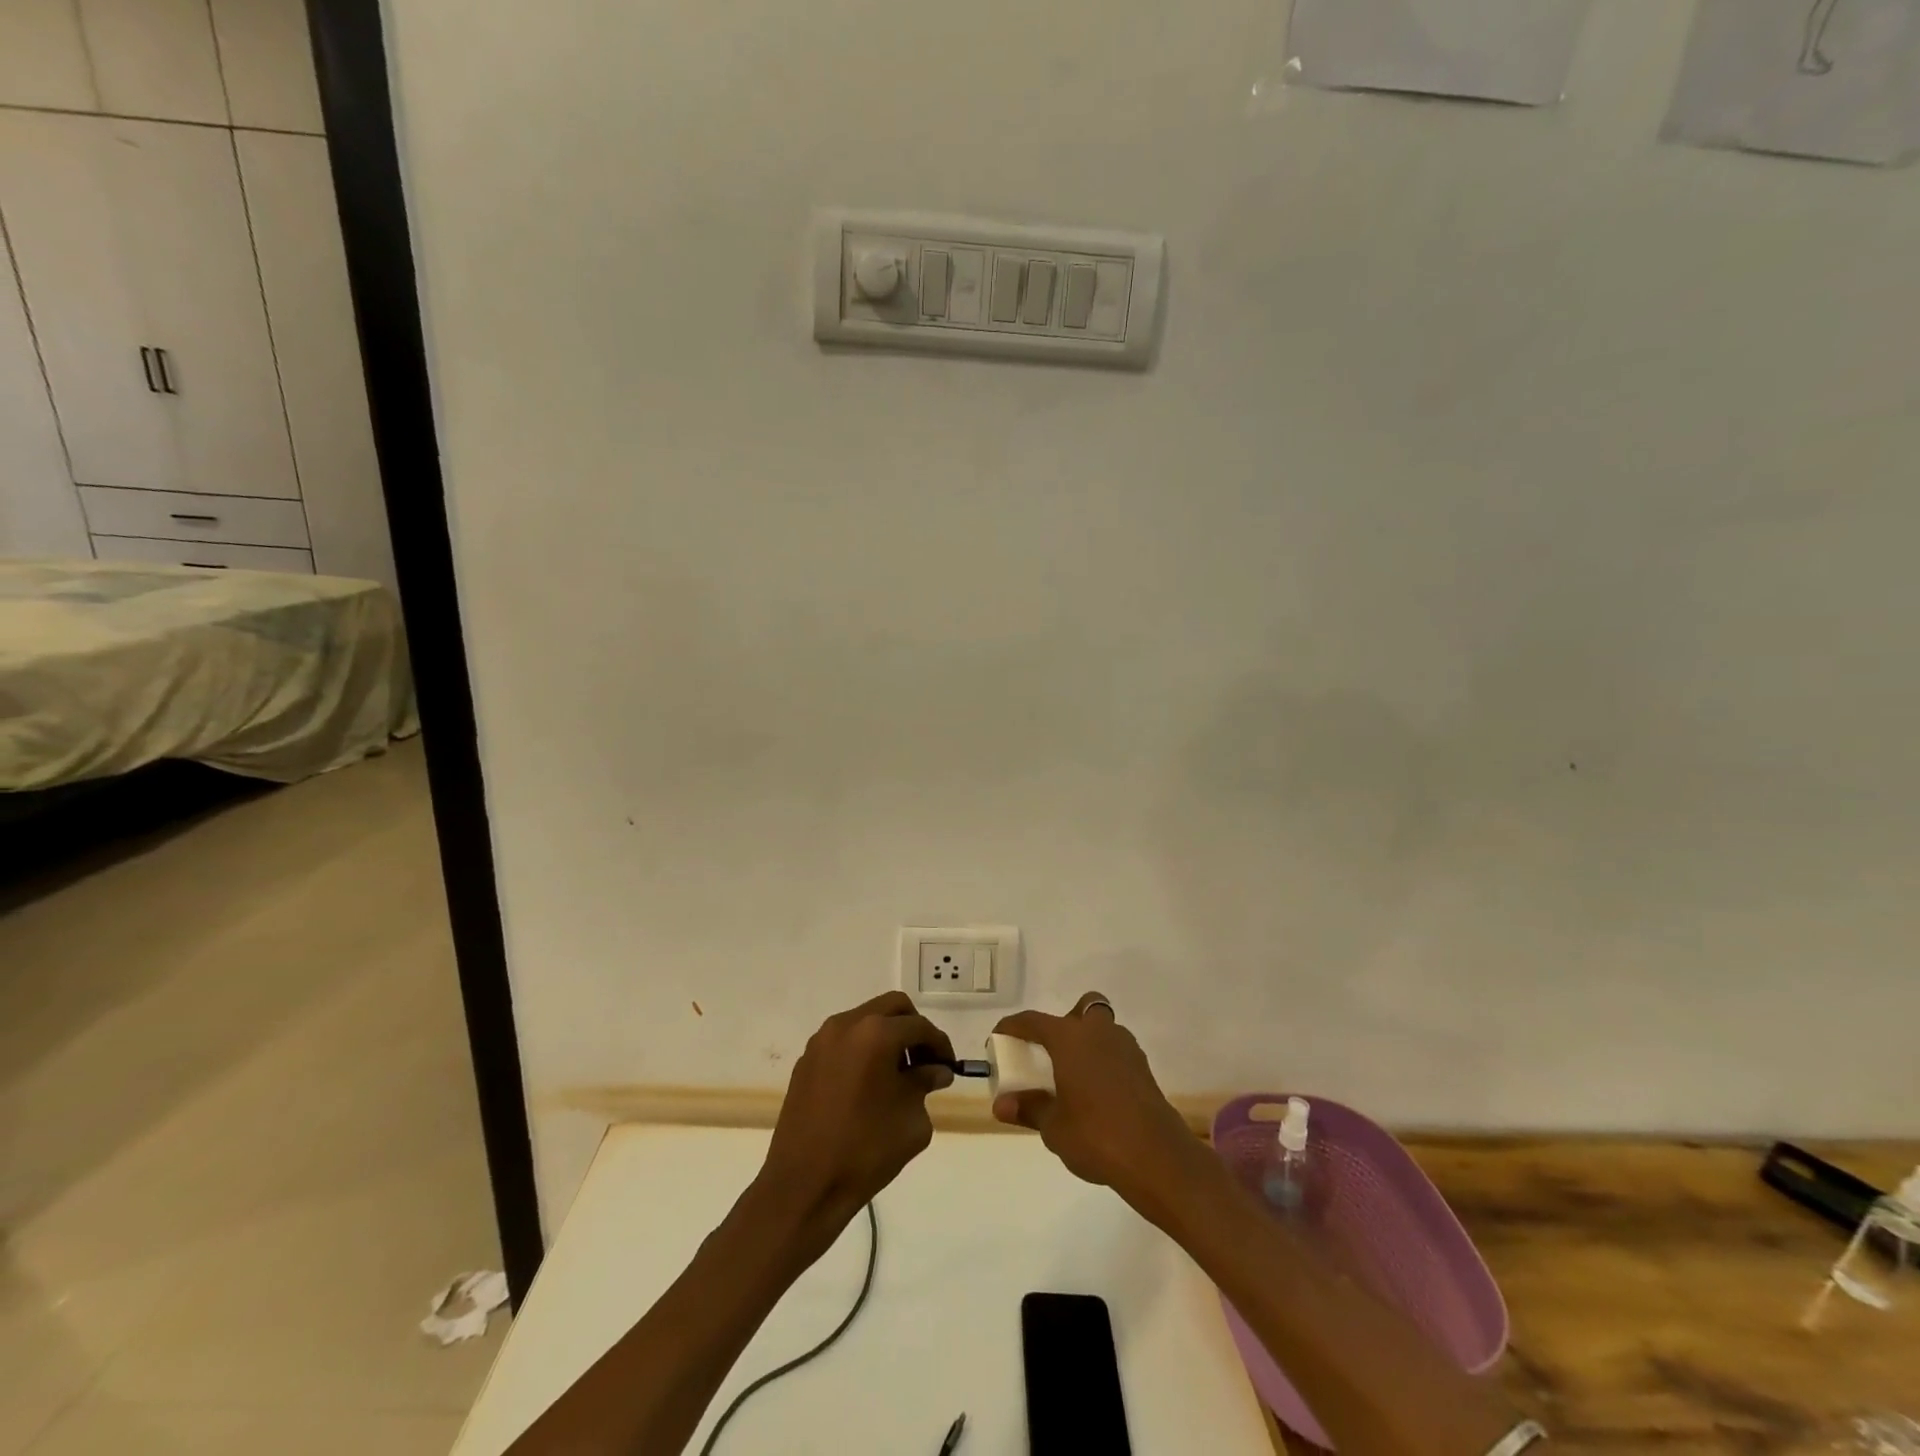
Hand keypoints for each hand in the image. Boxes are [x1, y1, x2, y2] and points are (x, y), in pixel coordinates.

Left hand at [757, 991, 954, 1238]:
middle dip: (913, 1029)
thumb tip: (934, 1070)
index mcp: (876, 1034)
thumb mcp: (911, 1119)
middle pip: (892, 1008)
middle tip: (924, 1062)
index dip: (939, 1045)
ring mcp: (822, 1040)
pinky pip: (844, 1040)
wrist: (804, 1185)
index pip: (919, 1027)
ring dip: (886, 1036)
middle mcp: (847, 1025)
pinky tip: (868, 1084)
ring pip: (865, 1019)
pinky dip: (862, 1049)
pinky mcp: (806, 1059)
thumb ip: (925, 1084)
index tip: (948, 1067)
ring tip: (897, 1074)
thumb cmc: (866, 1151)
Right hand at [990, 992, 1204, 1216]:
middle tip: (1051, 1051)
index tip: (1000, 1035)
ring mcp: (1126, 1048)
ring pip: (1104, 1028)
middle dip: (1066, 1022)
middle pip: (1083, 1008)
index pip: (1034, 1020)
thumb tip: (1001, 1104)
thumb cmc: (1095, 1134)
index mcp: (1070, 1038)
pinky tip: (1096, 1092)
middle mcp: (1099, 1032)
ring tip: (1072, 1075)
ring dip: (1088, 1041)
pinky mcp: (1143, 1069)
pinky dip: (1104, 1062)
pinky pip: (1116, 1052)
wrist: (1156, 1157)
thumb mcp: (1053, 1126)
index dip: (1014, 1026)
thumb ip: (1028, 1109)